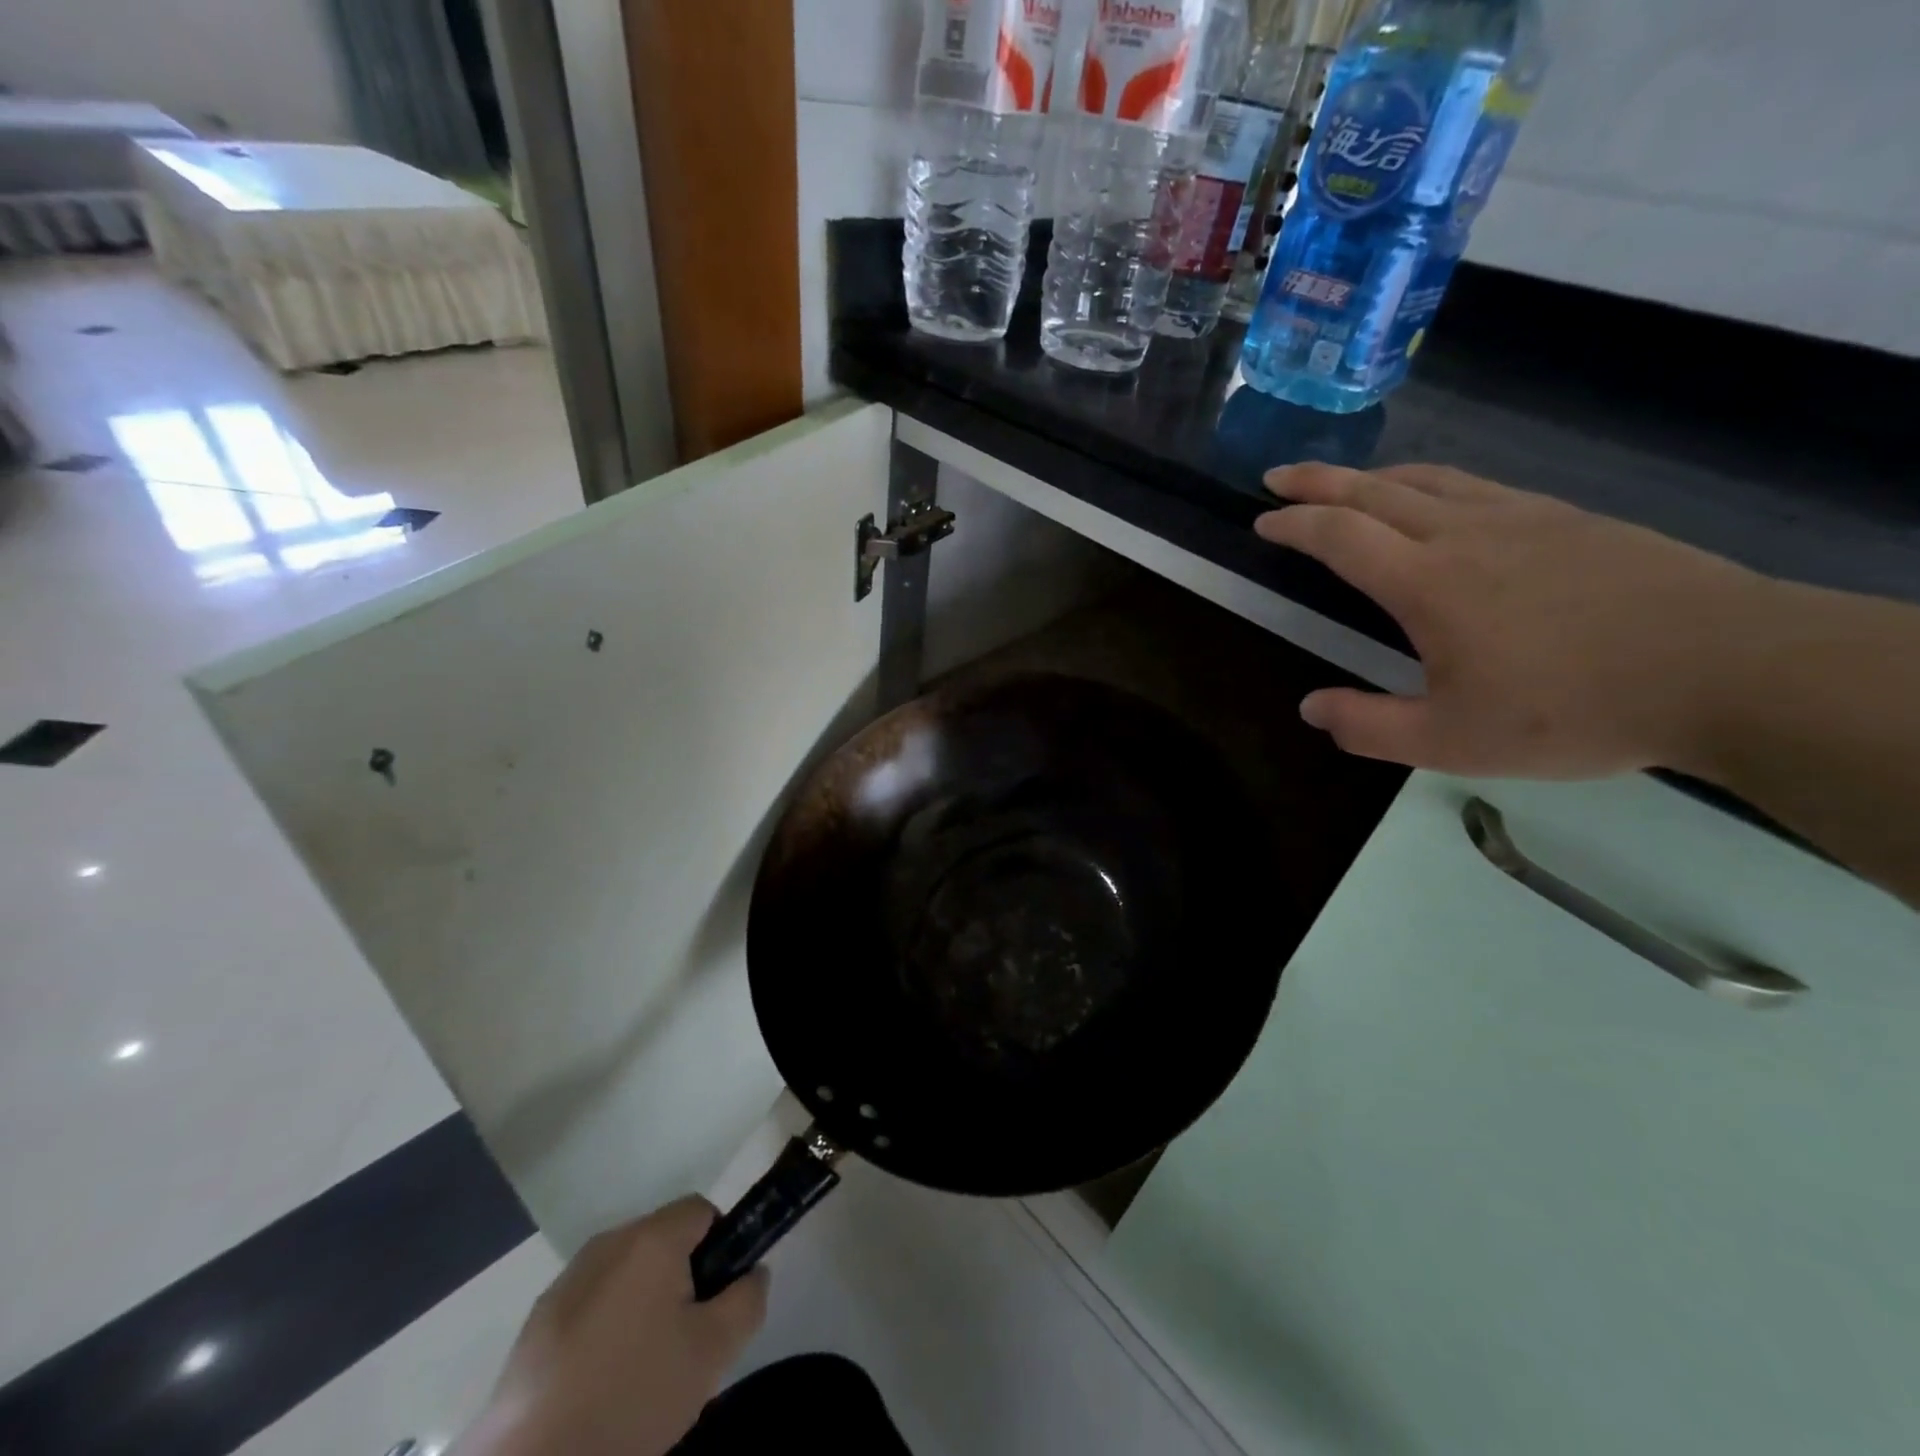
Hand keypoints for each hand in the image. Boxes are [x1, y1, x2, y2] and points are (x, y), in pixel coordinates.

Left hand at [457, 1197, 768, 1455]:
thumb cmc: (633, 1396)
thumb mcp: (713, 1353)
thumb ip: (747, 1300)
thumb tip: (753, 1273)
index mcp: (652, 1239)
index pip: (702, 1210)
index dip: (720, 1247)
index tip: (718, 1298)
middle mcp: (608, 1243)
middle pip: (662, 1241)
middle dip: (681, 1278)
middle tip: (685, 1340)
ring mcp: (566, 1282)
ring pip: (625, 1275)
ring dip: (641, 1302)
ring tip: (641, 1369)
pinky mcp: (534, 1325)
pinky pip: (590, 1306)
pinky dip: (604, 1329)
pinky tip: (599, 1385)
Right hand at [1255, 462, 1780, 778]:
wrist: (1727, 669)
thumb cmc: (1573, 710)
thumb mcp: (1451, 741)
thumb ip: (1370, 726)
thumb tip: (1310, 709)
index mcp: (1427, 583)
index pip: (1340, 537)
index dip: (1294, 525)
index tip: (1262, 521)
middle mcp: (1465, 535)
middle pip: (1376, 491)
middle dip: (1319, 481)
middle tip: (1279, 476)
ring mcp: (1523, 518)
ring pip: (1429, 479)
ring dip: (1374, 476)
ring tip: (1347, 483)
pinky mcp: (1569, 519)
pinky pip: (1479, 486)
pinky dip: (1432, 483)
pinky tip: (1438, 500)